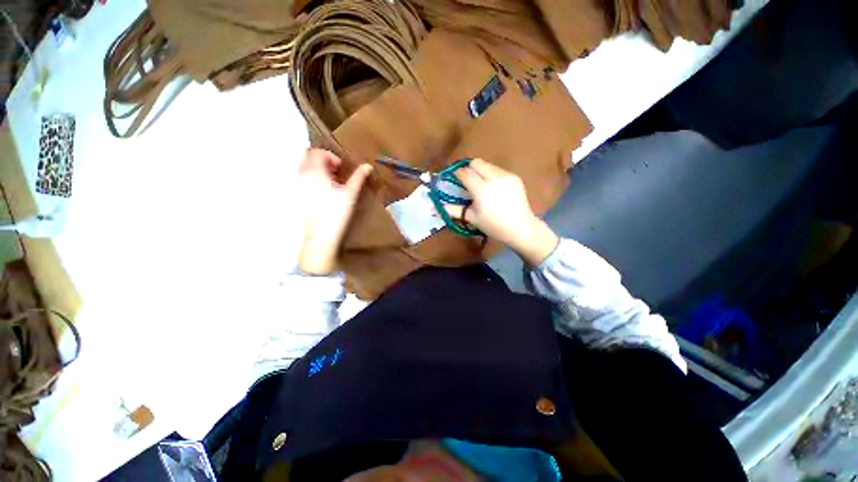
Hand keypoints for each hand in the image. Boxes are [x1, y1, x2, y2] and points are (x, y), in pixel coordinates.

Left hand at [296, 149, 371, 274]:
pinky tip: (323, 194)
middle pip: (308, 158)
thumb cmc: (336, 212)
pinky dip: (312, 181)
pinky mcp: (296, 197)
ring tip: (331, 185)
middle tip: (336, 175)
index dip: (331, 157)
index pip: (318, 152)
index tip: (341, 169)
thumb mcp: (350, 193)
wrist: (321, 235)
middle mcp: (301, 175)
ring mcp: (296, 186)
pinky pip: (302, 180)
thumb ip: (358, 177)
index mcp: (314, 171)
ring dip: (318, 171)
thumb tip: (367, 166)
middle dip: (323, 162)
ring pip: (304, 169)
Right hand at [444, 158, 558, 266]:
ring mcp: (506, 176)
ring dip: (480, 171)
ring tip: (481, 185)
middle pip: (476, 162)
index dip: (457, 174)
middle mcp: (494, 178)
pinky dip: (491, 175)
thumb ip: (452, 210)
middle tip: (467, 181)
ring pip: (487, 164)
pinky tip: (494, 188)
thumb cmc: (493, 226)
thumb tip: (433, 208)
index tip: (454, 178)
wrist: (520, 227)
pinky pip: (497, 170)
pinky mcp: (514, 176)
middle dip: (468, 169)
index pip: (465, 173)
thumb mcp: (471, 218)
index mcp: (481, 190)